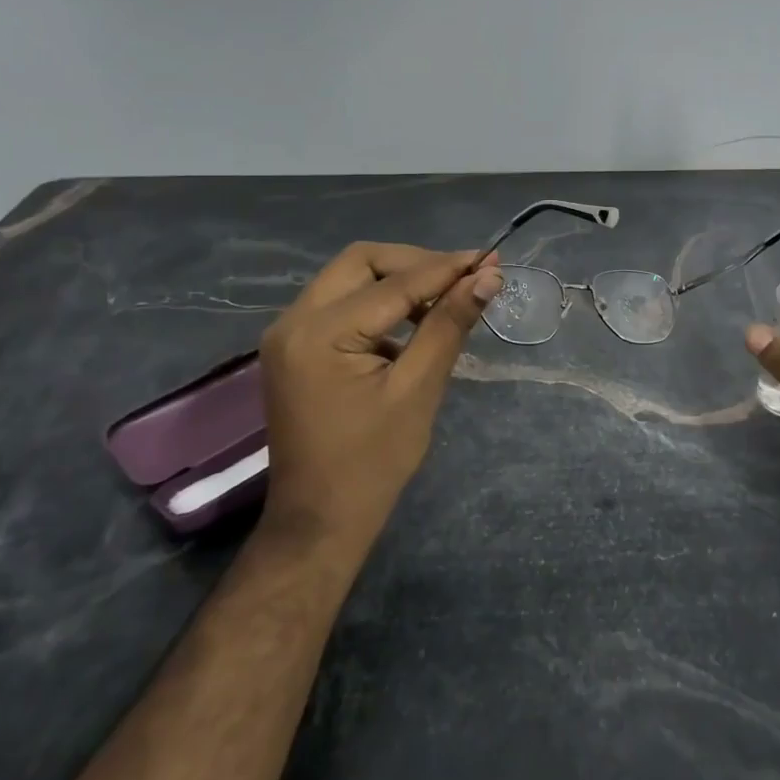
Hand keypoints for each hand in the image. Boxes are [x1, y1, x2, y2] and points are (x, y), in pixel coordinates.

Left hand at [258, 243, 501, 550]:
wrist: (319, 521)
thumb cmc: (373, 463)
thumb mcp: (418, 390)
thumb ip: (449, 326)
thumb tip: (488, 277)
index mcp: (319, 333)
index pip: (394, 282)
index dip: (446, 268)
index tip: (491, 258)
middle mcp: (293, 320)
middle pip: (361, 262)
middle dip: (416, 264)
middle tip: (463, 279)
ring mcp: (288, 333)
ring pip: (350, 278)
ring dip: (398, 281)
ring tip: (445, 300)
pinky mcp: (295, 348)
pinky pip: (340, 304)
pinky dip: (379, 303)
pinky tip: (412, 325)